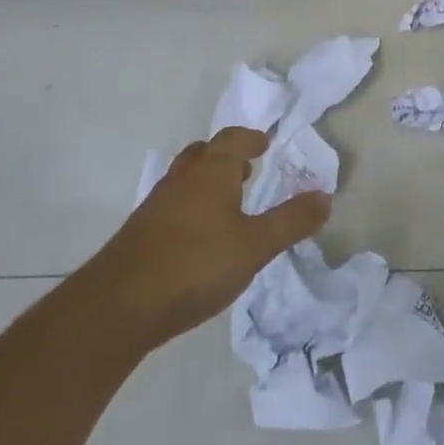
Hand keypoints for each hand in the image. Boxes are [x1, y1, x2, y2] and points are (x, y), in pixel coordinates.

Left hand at [87, 128, 328, 351]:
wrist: (118, 306)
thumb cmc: (195, 265)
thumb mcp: (255, 246)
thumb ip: (291, 221)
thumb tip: (325, 196)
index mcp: (211, 172)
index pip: (233, 139)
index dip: (251, 138)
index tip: (265, 143)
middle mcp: (182, 179)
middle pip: (204, 153)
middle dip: (227, 156)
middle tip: (247, 169)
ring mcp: (156, 205)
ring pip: (185, 179)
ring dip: (207, 181)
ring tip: (227, 202)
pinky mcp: (140, 233)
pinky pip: (173, 205)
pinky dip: (191, 207)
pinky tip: (200, 238)